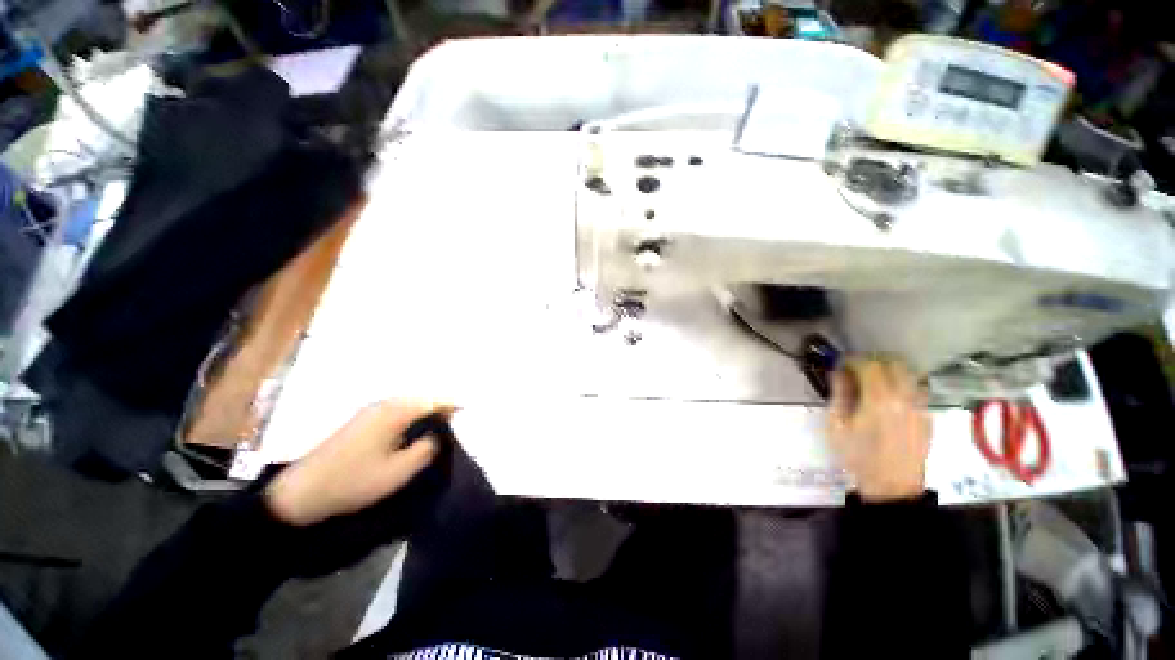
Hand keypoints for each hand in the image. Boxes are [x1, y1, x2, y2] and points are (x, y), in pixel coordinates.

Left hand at [265, 400, 449, 525]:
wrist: (301, 492)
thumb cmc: (353, 481)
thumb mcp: (397, 472)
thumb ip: (426, 450)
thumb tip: (439, 435)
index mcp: (395, 412)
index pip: (434, 400)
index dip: (454, 404)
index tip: (471, 411)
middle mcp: (384, 404)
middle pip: (423, 398)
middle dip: (443, 406)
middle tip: (460, 420)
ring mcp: (372, 410)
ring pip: (411, 403)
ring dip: (428, 411)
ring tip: (444, 424)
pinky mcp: (363, 420)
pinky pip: (398, 410)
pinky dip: (413, 416)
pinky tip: (417, 430)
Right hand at [826, 357, 930, 501]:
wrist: (892, 485)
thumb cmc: (858, 454)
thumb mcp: (837, 424)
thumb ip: (839, 394)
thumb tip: (840, 373)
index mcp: (879, 398)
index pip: (869, 365)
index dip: (852, 360)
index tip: (841, 363)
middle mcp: (905, 397)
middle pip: (894, 364)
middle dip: (873, 361)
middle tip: (857, 369)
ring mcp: (920, 406)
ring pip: (909, 374)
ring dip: (891, 371)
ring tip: (875, 381)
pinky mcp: (927, 416)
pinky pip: (917, 390)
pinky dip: (903, 385)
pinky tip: (890, 397)